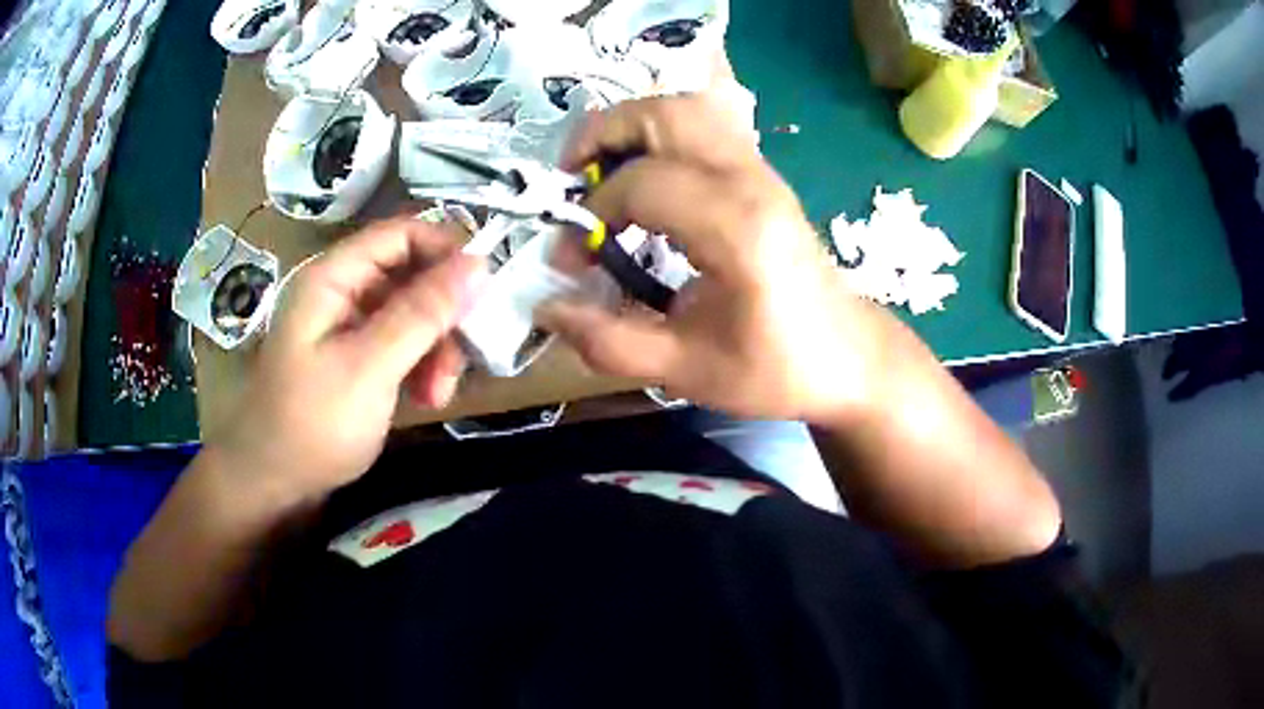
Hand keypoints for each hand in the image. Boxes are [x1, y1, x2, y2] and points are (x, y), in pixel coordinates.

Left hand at [207, 218, 485, 497]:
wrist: (272, 485)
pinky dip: (421, 367)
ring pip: (413, 314)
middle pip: (411, 276)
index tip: (485, 289)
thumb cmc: (312, 425)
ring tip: (438, 395)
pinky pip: (402, 345)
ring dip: (436, 349)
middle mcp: (343, 293)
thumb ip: (422, 313)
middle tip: (461, 361)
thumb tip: (479, 263)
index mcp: (334, 278)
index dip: (445, 250)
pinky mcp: (357, 359)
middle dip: (442, 316)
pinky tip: (425, 399)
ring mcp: (349, 328)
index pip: (401, 234)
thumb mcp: (370, 368)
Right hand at [541, 95, 891, 422]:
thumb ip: (610, 341)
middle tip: (570, 181)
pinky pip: (702, 126)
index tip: (572, 261)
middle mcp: (751, 182)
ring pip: (686, 108)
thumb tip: (545, 307)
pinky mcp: (762, 174)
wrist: (847, 356)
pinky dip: (658, 136)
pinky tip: (642, 180)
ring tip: (600, 173)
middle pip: (667, 114)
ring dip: (631, 128)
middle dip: (603, 135)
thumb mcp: (688, 371)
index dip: (591, 215)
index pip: (642, 184)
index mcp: (738, 230)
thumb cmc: (776, 369)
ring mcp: (761, 171)